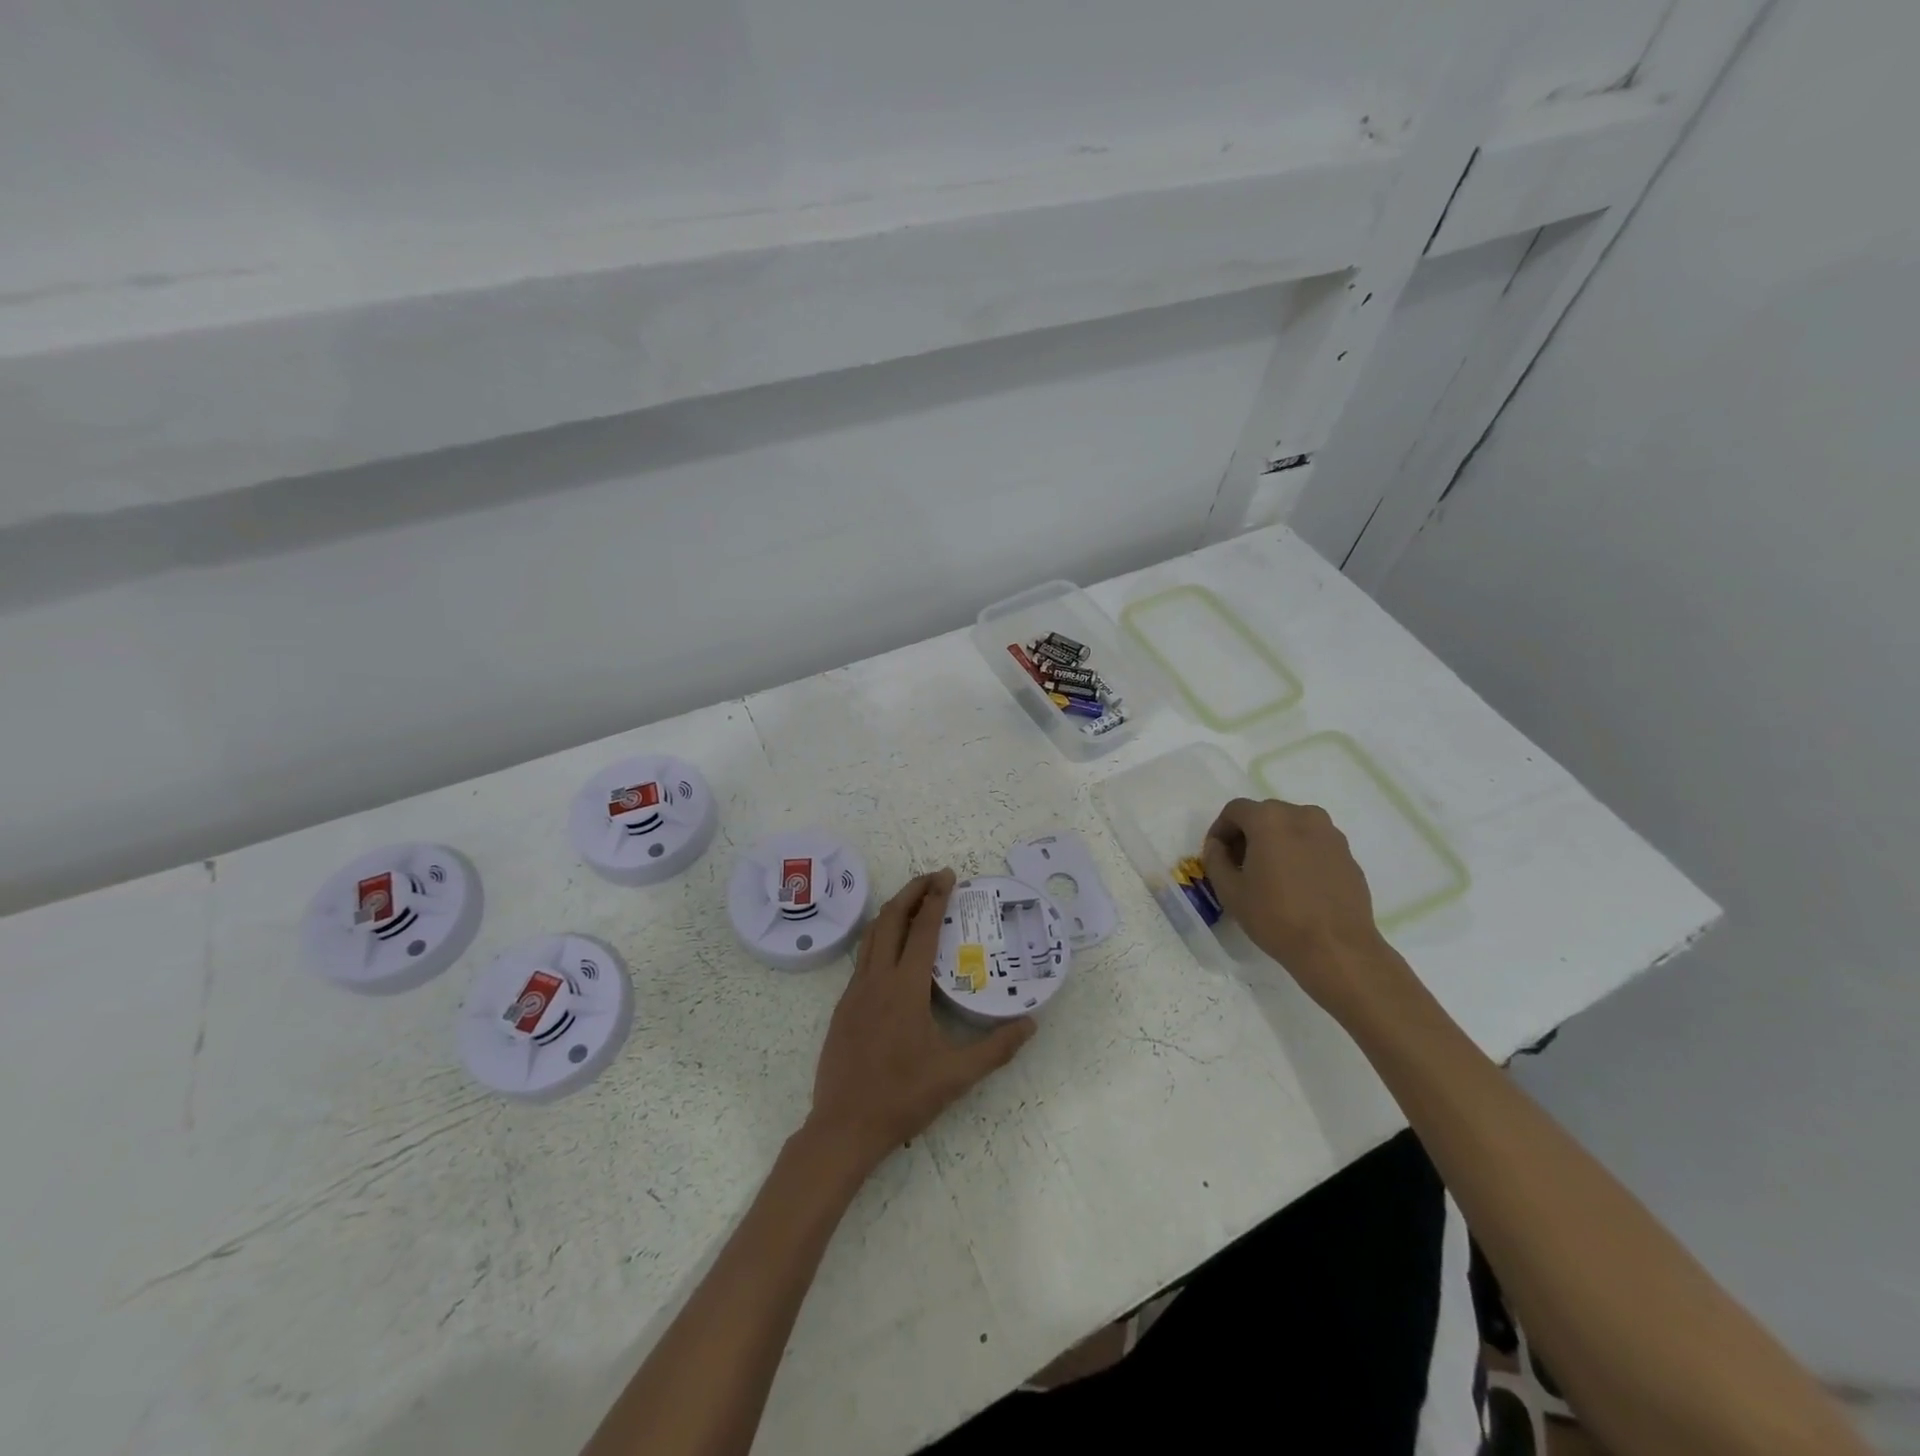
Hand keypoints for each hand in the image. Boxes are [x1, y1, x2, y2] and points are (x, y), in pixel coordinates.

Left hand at [805, 869, 1035, 1175]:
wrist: (843, 1127)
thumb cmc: (902, 1098)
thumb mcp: (957, 1076)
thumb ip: (996, 1048)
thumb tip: (1031, 1023)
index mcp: (904, 989)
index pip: (922, 930)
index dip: (936, 899)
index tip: (948, 876)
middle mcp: (876, 980)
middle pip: (891, 919)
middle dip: (911, 892)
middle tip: (934, 878)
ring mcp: (854, 991)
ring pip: (871, 935)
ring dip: (893, 911)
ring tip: (913, 901)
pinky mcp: (843, 1006)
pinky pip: (863, 958)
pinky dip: (879, 938)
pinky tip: (892, 949)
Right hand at [1202, 798, 1395, 1014]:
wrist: (1336, 948)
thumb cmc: (1275, 917)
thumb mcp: (1229, 890)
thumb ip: (1215, 859)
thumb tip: (1218, 846)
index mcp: (1270, 819)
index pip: (1235, 810)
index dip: (1220, 830)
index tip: (1216, 855)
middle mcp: (1302, 816)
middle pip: (1265, 815)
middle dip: (1248, 835)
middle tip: (1239, 866)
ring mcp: (1330, 834)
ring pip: (1292, 828)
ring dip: (1275, 843)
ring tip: (1269, 875)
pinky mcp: (1348, 855)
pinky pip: (1314, 844)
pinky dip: (1299, 854)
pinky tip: (1296, 886)